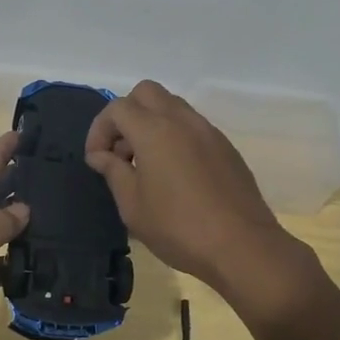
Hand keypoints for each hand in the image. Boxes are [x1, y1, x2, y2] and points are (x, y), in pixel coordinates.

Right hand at [86, 81, 319, 319]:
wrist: (242, 246)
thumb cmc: (178, 228)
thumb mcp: (133, 206)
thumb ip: (114, 172)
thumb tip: (102, 155)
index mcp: (155, 131)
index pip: (117, 108)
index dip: (99, 130)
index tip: (96, 160)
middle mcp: (183, 121)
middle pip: (146, 93)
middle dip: (126, 115)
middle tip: (120, 152)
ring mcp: (209, 132)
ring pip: (172, 107)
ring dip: (151, 124)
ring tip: (145, 165)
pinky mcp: (226, 148)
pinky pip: (192, 127)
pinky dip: (174, 137)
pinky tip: (174, 175)